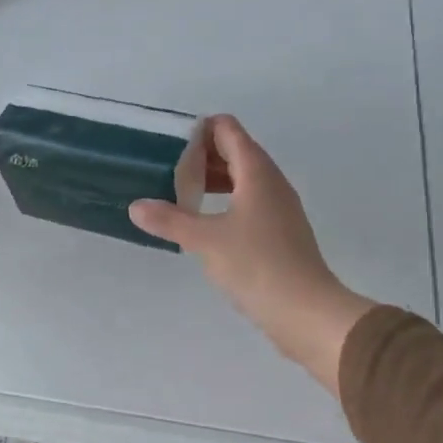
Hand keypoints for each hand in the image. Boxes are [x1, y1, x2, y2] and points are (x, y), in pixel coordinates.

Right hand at [130, 116, 374, 393]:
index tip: (168, 144)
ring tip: (179, 194)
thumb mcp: (205, 240)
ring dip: (213, 181)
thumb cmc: (256, 265)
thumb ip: (169, 220)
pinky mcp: (280, 233)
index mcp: (257, 172)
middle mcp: (271, 182)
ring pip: (243, 179)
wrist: (306, 312)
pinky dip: (225, 202)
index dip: (199, 130)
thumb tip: (136, 206)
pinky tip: (203, 223)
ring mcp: (279, 208)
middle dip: (201, 155)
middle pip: (236, 152)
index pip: (228, 130)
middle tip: (166, 169)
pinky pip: (248, 203)